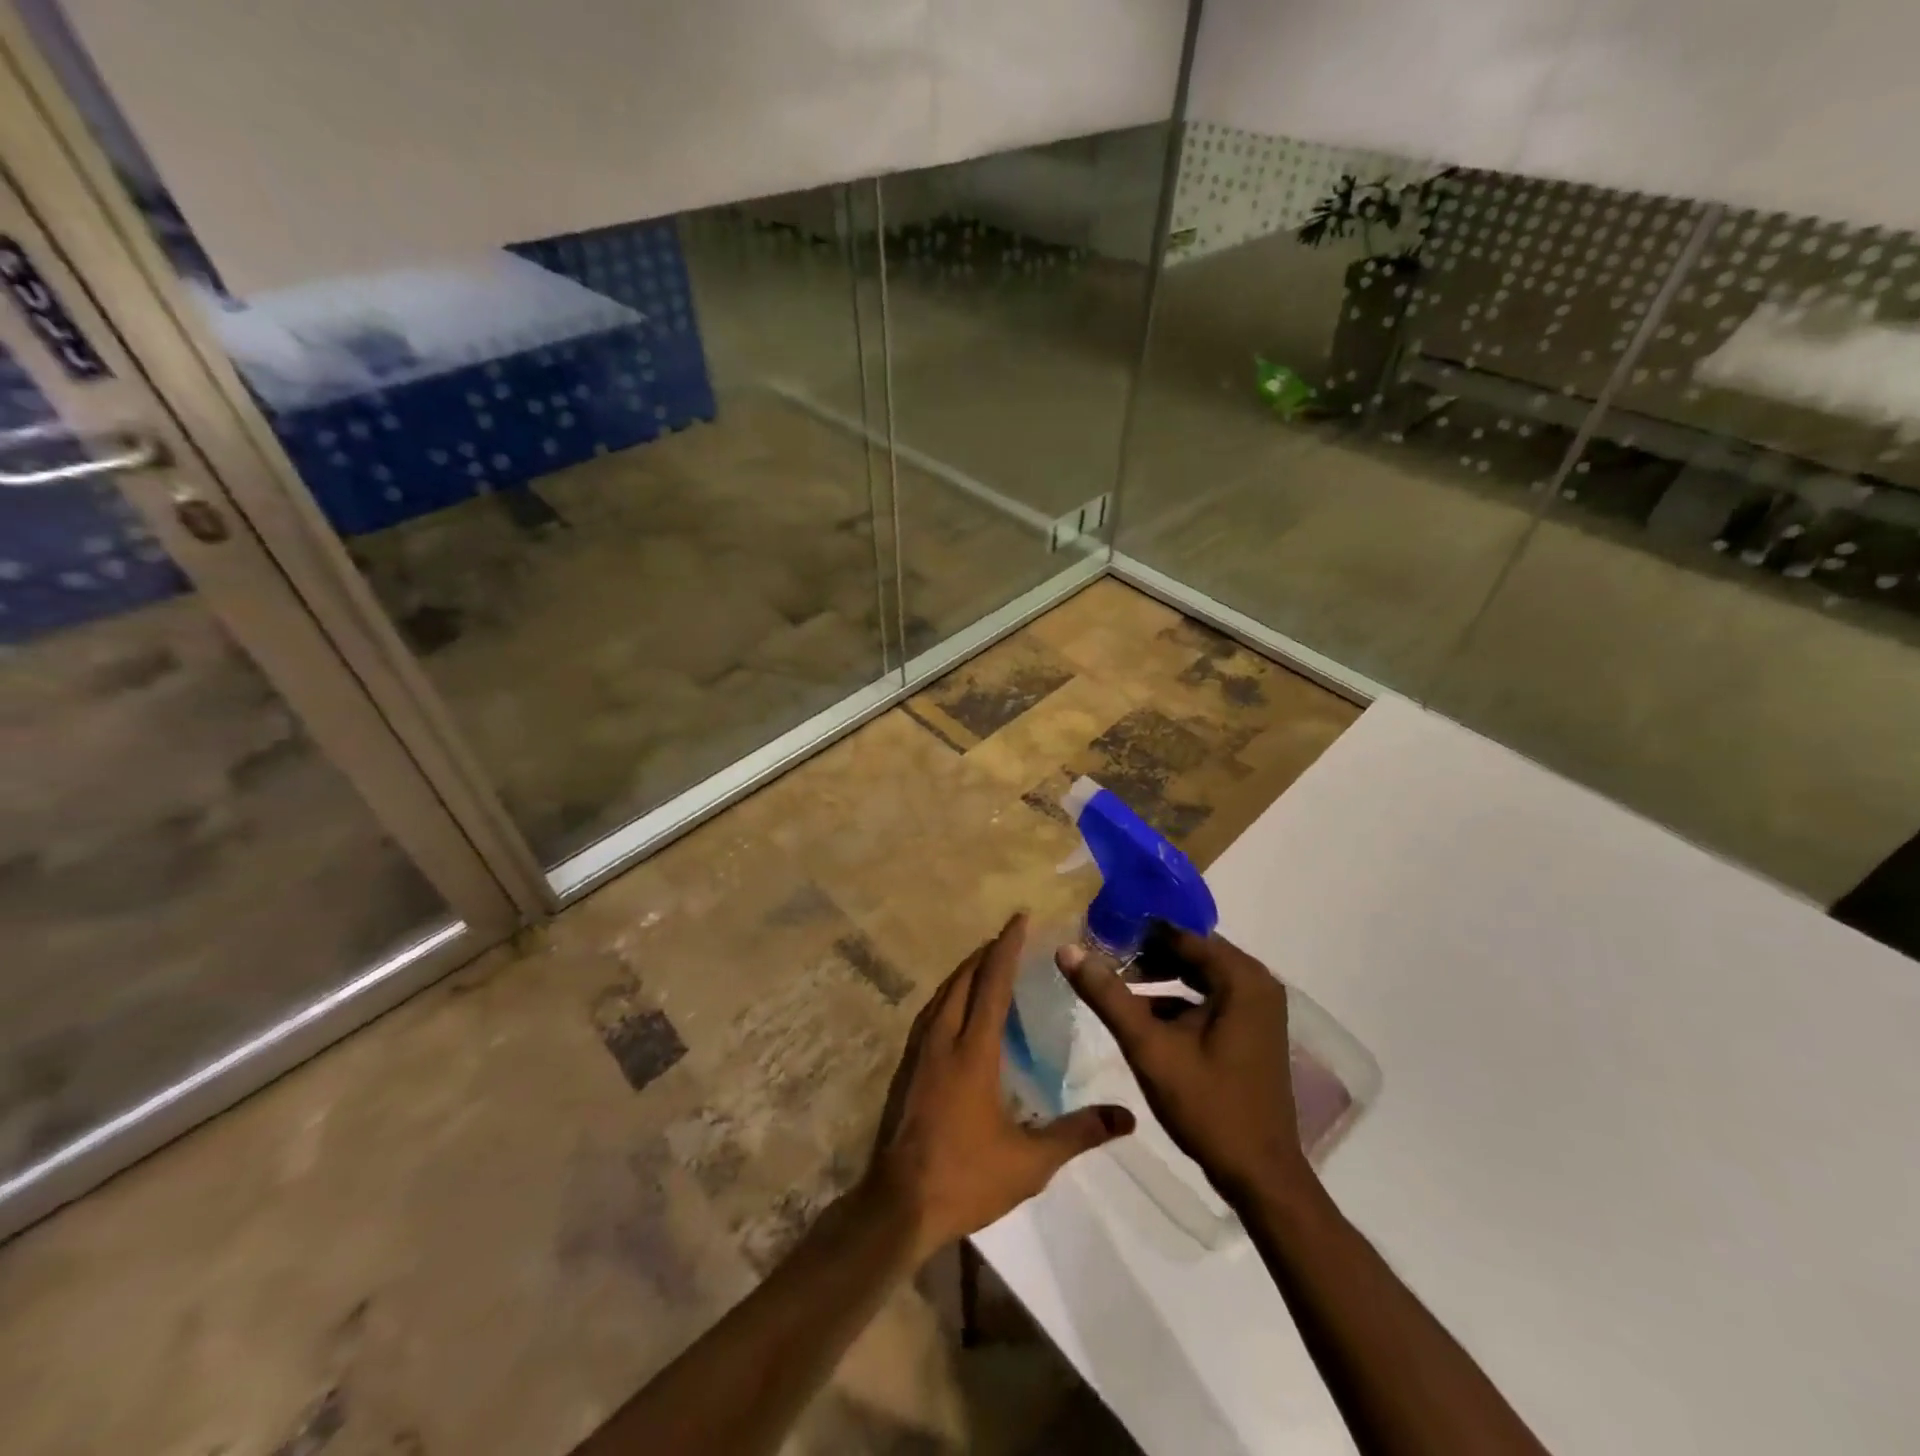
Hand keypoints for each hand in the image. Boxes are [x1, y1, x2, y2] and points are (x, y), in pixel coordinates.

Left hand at [866, 913, 1134, 1262]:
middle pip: (963, 980)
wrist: (898, 1204)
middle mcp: (943, 1039)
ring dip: (964, 972)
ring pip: (942, 995)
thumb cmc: (965, 1177)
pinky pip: (929, 1014)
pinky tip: (953, 1009)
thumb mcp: (1030, 1162)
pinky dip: (947, 996)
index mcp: (973, 1051)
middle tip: (1008, 939)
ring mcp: (919, 1052)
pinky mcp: (906, 1068)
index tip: (1019, 918)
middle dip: (985, 953)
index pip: (992, 983)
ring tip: (983, 964)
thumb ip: (1078, 1134)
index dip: (1006, 947)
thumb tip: (1127, 1117)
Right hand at [1058, 929, 1310, 1203]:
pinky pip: (1207, 998)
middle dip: (1145, 953)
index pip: (1181, 933)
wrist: (1260, 1176)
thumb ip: (1108, 996)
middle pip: (1190, 951)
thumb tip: (1067, 949)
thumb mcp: (1149, 1048)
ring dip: (1158, 976)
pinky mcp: (1251, 1030)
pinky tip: (1140, 1015)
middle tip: (1101, 956)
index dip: (1137, 931)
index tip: (1098, 931)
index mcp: (1241, 978)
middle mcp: (1256, 983)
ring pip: (1197, 975)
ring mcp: (1257, 1008)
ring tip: (1113, 982)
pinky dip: (1175, 1000)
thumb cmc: (1208, 1106)